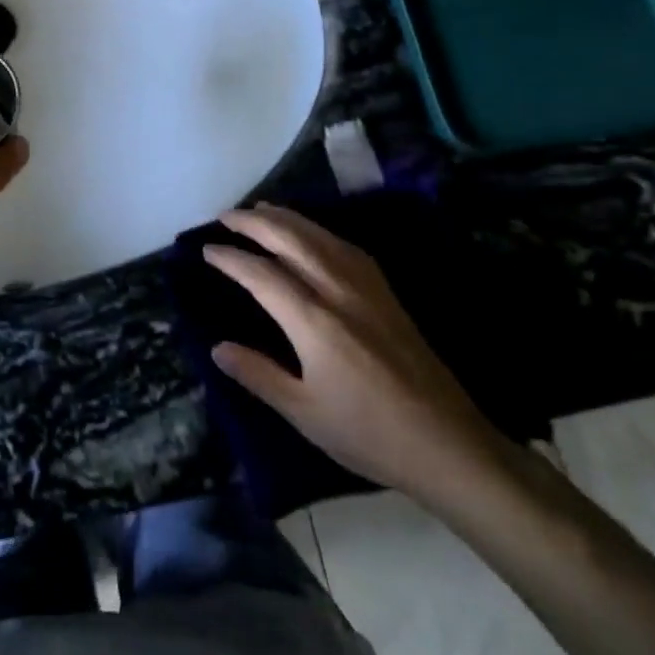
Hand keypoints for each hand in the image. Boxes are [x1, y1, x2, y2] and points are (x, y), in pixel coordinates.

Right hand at [204, 204, 510, 503]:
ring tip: (262, 210)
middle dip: (255, 222)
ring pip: (320, 237)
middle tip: (226, 216)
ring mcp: (368, 289)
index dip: (231, 258)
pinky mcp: (388, 295)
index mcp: (313, 321)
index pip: (261, 275)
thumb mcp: (303, 412)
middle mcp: (338, 292)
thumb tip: (217, 347)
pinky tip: (314, 234)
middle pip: (291, 240)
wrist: (448, 445)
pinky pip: (347, 248)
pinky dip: (320, 231)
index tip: (207, 249)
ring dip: (287, 218)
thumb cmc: (368, 434)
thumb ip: (258, 374)